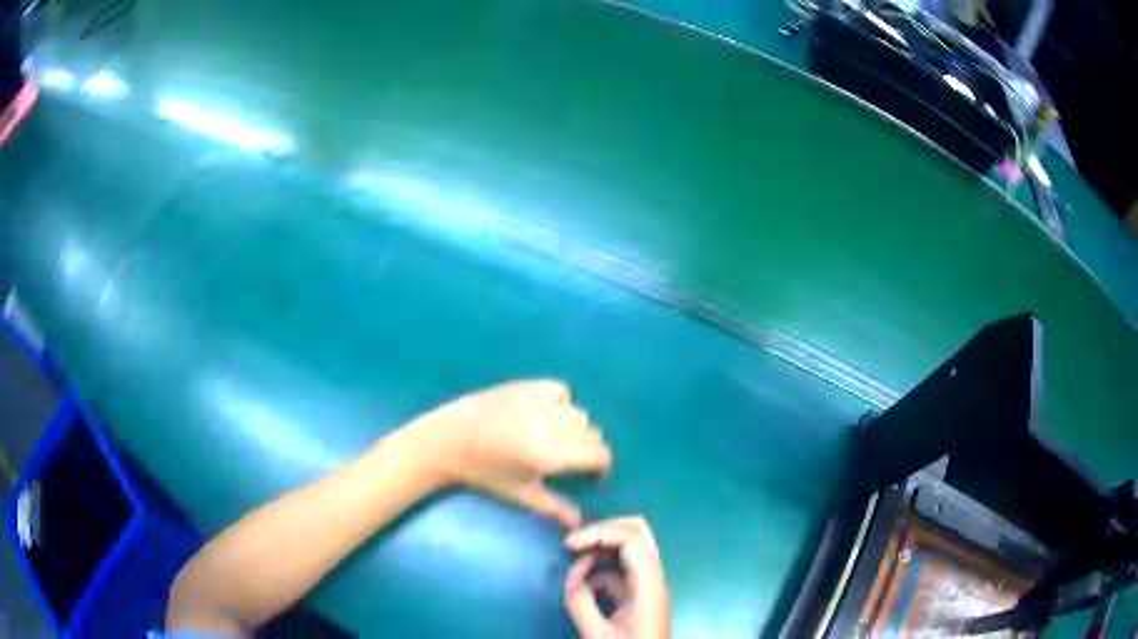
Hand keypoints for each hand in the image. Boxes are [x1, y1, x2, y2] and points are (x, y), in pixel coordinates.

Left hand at [411, 380, 611, 527]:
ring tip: (558, 439)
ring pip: (579, 413)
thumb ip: (556, 508)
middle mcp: (551, 423)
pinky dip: (561, 404)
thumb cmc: (484, 474)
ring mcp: (538, 401)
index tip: (591, 477)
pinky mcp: (526, 386)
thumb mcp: (521, 495)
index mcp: (551, 453)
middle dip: (588, 450)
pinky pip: (561, 391)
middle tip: (571, 462)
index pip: (599, 454)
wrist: (448, 441)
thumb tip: (581, 524)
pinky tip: (547, 415)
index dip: (601, 467)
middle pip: (592, 433)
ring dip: (576, 429)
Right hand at [564, 517, 669, 638]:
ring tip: (576, 556)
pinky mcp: (639, 595)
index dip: (598, 533)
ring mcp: (648, 585)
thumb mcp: (596, 634)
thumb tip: (574, 573)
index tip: (569, 545)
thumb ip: (581, 601)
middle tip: (576, 542)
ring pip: (632, 546)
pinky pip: (622, 568)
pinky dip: (602, 566)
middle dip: (605, 529)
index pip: (631, 539)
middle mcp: (654, 578)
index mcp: (649, 586)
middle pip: (638, 531)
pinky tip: (584, 582)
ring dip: (603, 546)